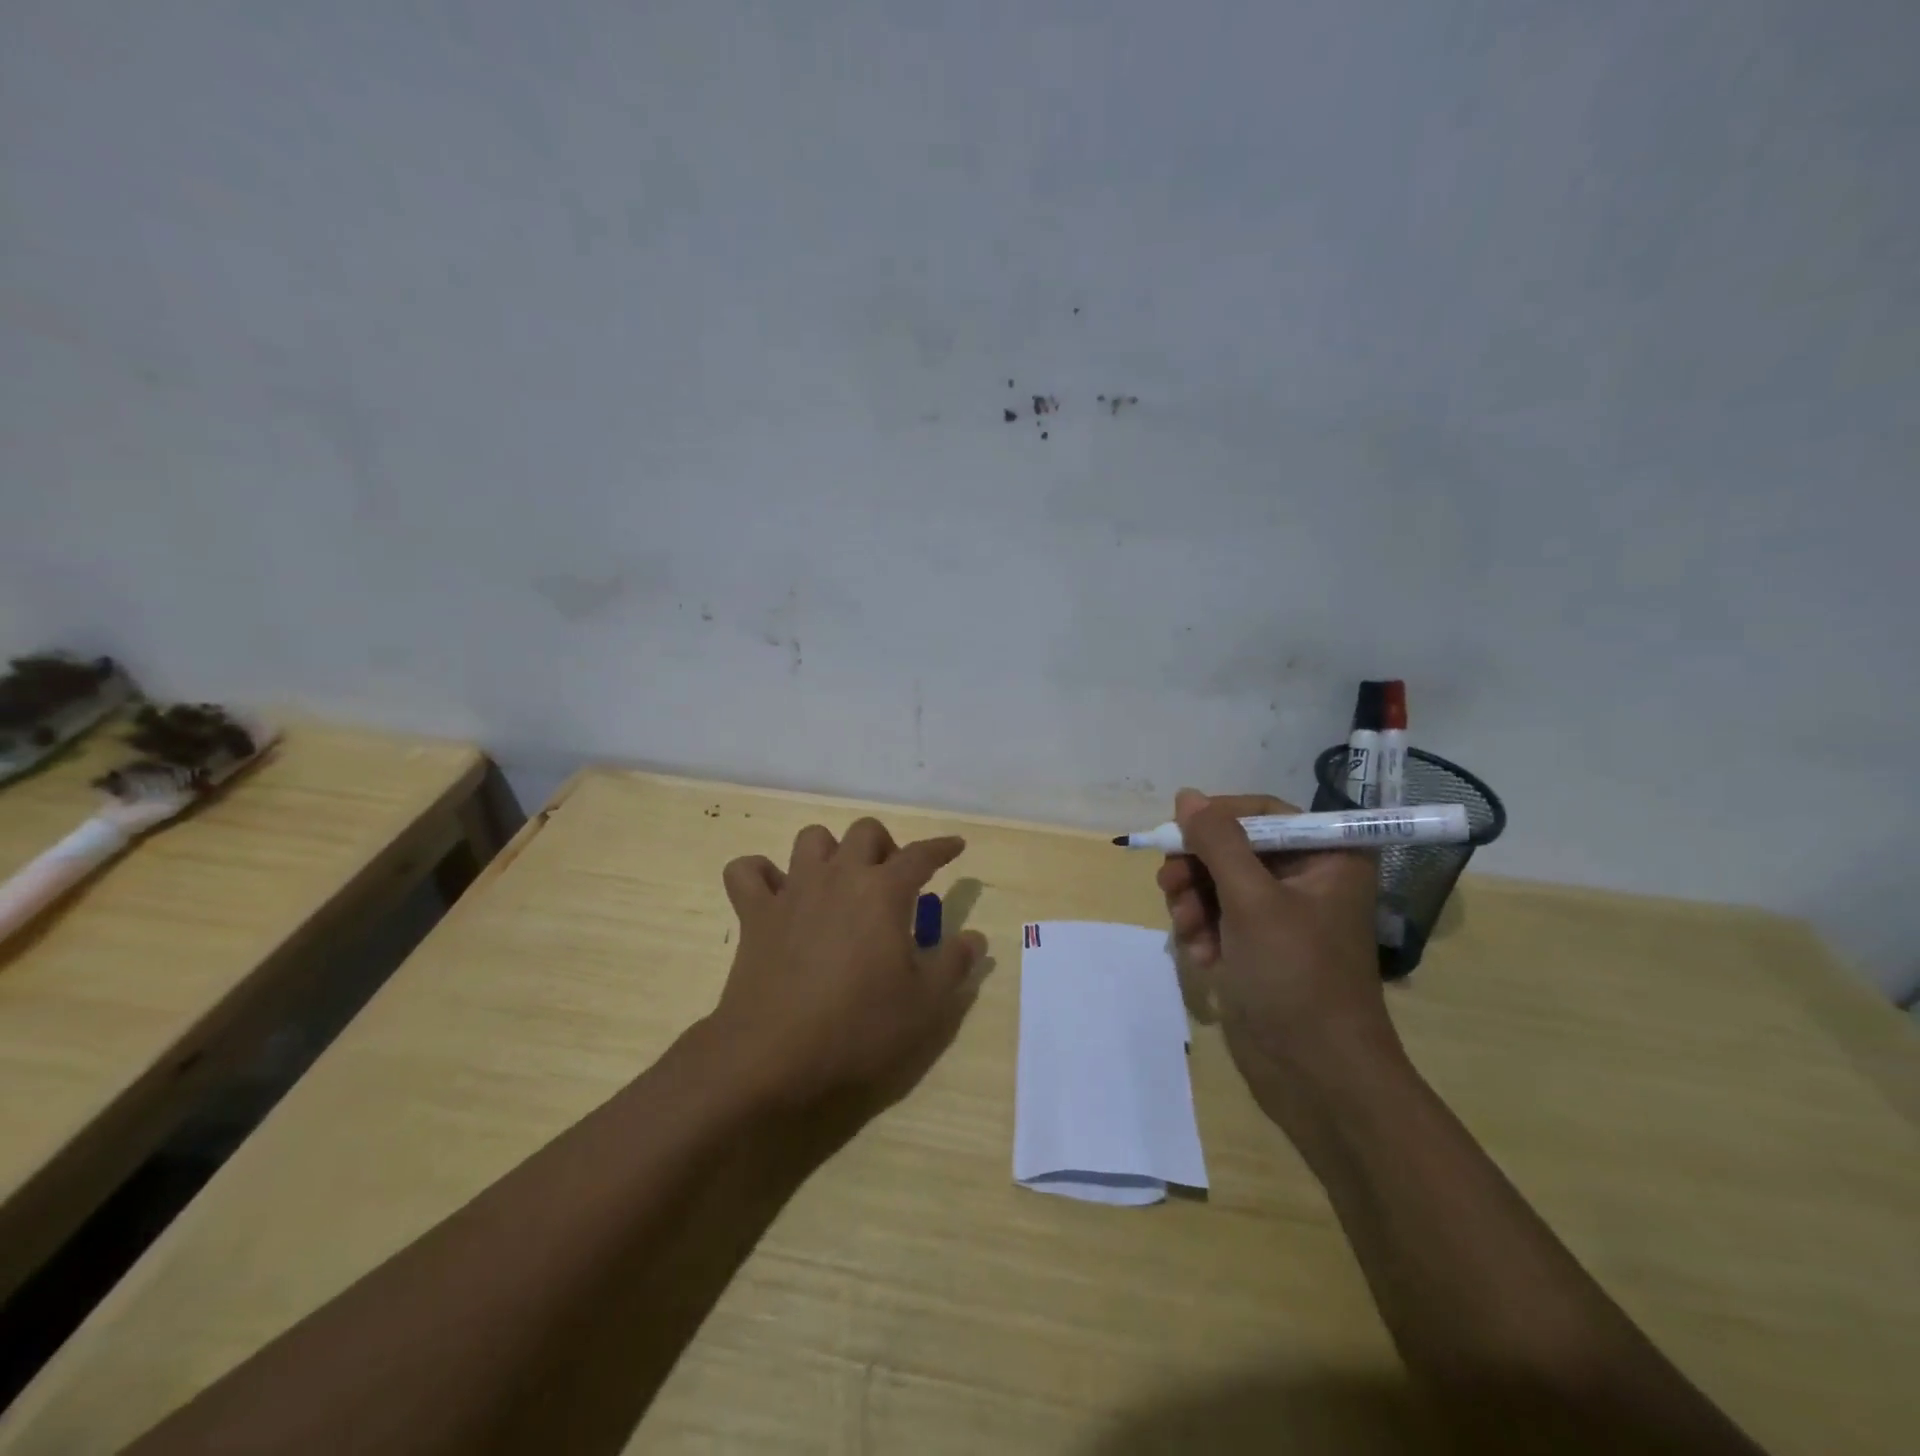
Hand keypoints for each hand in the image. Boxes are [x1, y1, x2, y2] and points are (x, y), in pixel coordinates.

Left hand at [710, 817, 986, 1118]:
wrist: (773, 1056)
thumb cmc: (859, 1028)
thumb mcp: (925, 1005)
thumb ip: (954, 964)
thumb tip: (974, 937)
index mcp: (883, 892)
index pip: (920, 855)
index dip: (942, 848)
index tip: (956, 846)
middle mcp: (838, 876)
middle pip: (865, 831)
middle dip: (885, 845)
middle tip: (892, 881)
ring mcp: (792, 891)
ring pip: (810, 838)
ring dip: (830, 851)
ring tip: (839, 881)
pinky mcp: (754, 914)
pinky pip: (747, 871)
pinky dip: (761, 874)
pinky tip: (775, 894)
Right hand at [1157, 789, 1402, 1123]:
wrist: (1317, 1076)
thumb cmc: (1295, 976)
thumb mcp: (1252, 900)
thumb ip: (1217, 842)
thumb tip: (1187, 796)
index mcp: (1327, 857)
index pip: (1263, 812)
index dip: (1218, 818)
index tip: (1178, 832)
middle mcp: (1307, 879)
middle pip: (1234, 848)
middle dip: (1198, 868)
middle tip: (1169, 886)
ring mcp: (1281, 916)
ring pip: (1218, 883)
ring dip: (1194, 903)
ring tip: (1187, 930)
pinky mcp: (1259, 948)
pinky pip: (1219, 918)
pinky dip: (1203, 931)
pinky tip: (1201, 956)